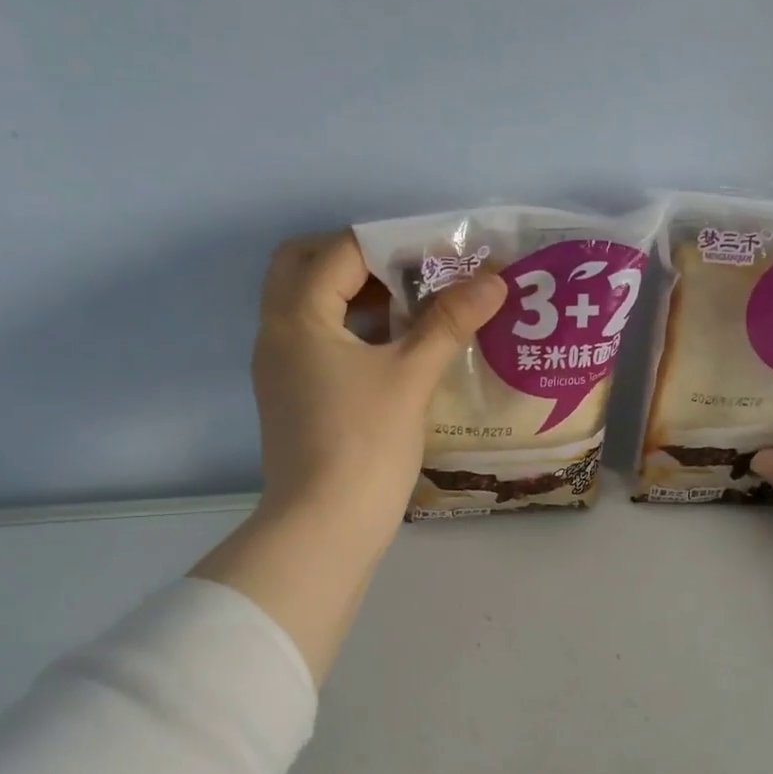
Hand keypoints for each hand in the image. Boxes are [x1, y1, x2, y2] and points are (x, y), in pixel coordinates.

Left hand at [251, 232, 505, 542]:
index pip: (341, 251)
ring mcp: (281, 370)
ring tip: (415, 308)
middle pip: (307, 269)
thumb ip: (448, 323)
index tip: (442, 255)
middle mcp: (278, 334)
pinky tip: (398, 352)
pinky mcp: (294, 400)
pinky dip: (353, 334)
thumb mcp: (410, 378)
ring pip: (312, 309)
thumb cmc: (364, 445)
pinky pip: (319, 345)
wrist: (324, 529)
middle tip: (411, 273)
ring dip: (357, 298)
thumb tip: (495, 281)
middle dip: (360, 261)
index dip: (395, 244)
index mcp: (297, 317)